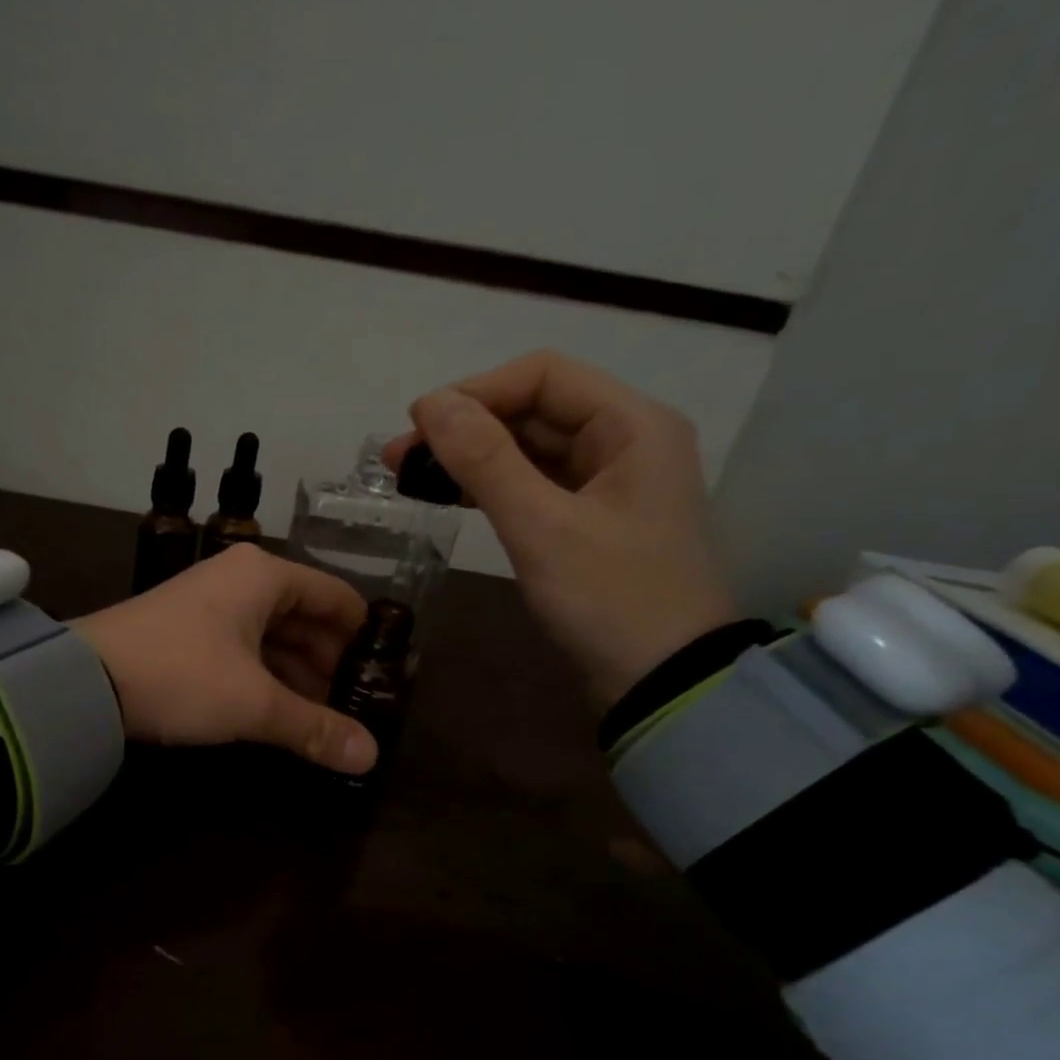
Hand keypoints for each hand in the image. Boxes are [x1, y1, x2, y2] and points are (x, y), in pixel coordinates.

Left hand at [74, 544, 376, 774]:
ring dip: (299, 678)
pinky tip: (281, 713)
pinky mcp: (187, 633)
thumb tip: (370, 757)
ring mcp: (210, 605)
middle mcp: (240, 580)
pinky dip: (266, 679)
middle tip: (358, 711)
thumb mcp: (254, 704)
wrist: (83, 682)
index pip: (336, 598)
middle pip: (306, 619)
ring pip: (273, 638)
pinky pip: (244, 651)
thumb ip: (314, 728)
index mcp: (264, 576)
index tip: (385, 679)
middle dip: (332, 666)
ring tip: (325, 721)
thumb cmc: (181, 676)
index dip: (364, 638)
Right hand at [385, 350, 736, 709]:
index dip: (476, 392)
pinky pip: (533, 485)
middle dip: (465, 426)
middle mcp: (624, 441)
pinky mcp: (588, 520)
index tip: (417, 425)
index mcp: (632, 425)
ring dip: (471, 456)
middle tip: (398, 457)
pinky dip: (491, 486)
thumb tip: (429, 404)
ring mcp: (607, 483)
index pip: (544, 375)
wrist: (662, 684)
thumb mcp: (542, 528)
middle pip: (534, 409)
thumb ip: (486, 461)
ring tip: (410, 474)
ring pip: (529, 448)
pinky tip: (451, 494)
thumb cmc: (611, 599)